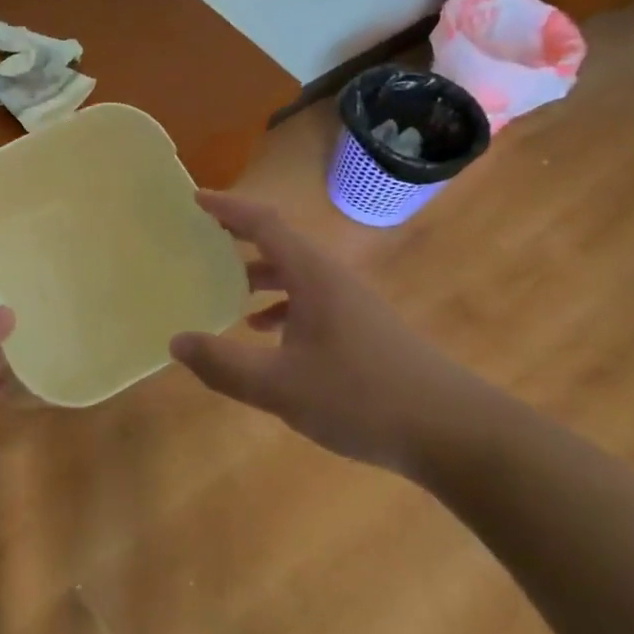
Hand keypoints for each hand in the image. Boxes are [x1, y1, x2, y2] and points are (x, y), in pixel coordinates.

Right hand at [169, 191, 484, 472]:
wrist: (455, 434)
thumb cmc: (362, 398)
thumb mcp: (280, 386)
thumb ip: (224, 364)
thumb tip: (177, 342)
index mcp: (313, 277)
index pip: (265, 224)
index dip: (229, 208)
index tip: (194, 198)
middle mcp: (332, 280)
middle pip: (280, 244)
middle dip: (239, 238)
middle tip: (200, 240)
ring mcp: (352, 305)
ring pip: (296, 275)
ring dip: (258, 275)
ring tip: (224, 289)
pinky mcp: (363, 331)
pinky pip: (310, 301)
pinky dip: (280, 306)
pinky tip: (264, 333)